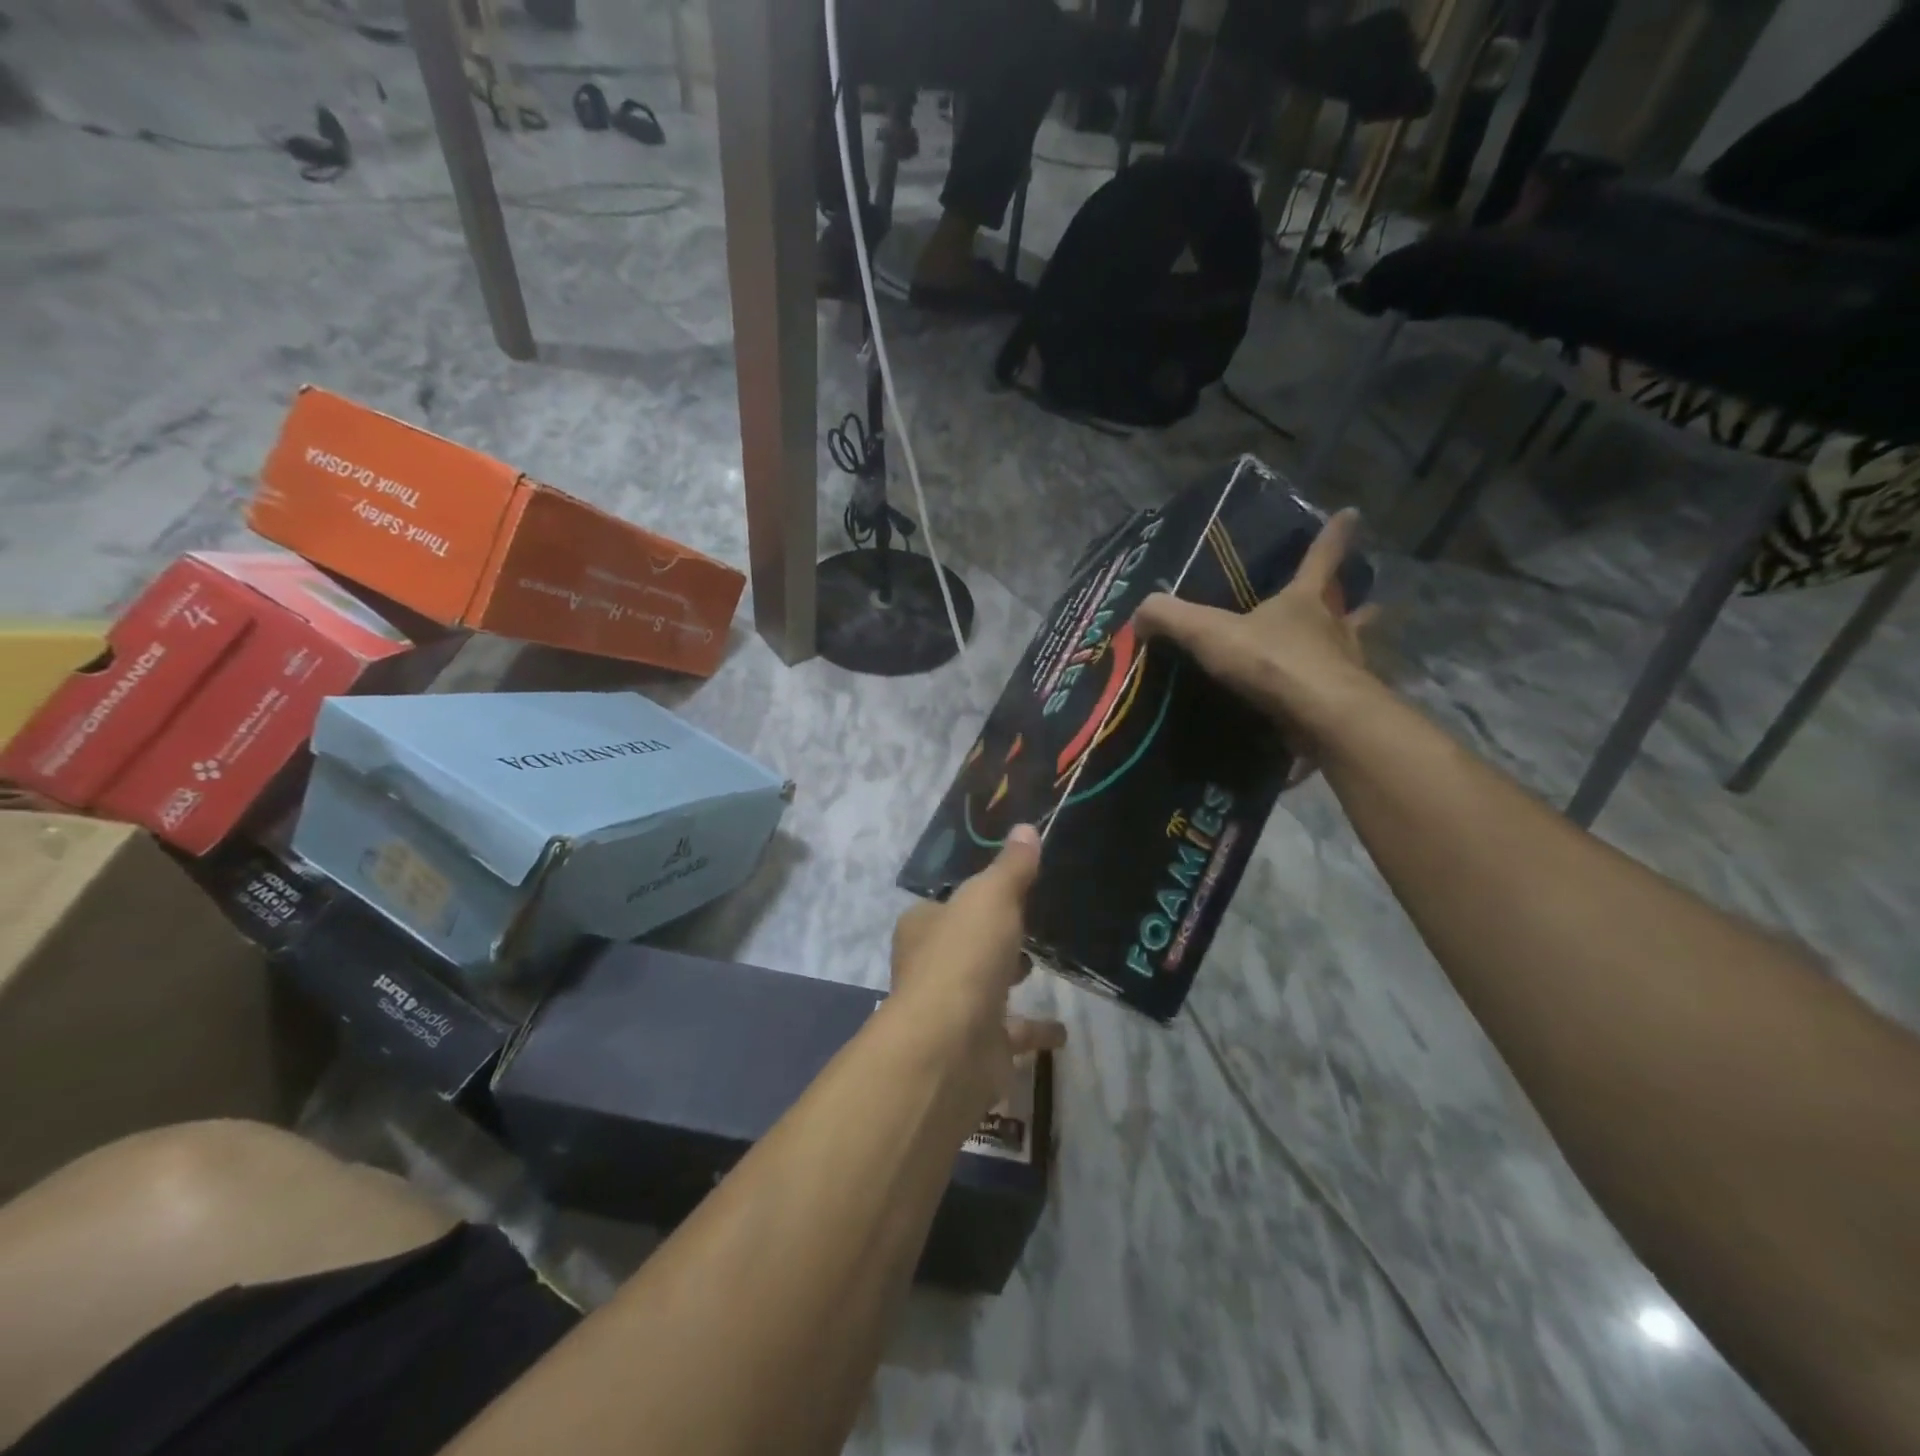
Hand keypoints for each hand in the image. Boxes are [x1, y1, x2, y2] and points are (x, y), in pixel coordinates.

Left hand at [891, 825, 1065, 1104]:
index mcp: (923, 927)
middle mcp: (930, 967)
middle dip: (992, 938)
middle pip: (965, 946)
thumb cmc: (963, 957)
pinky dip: (1034, 1031)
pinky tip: (1062, 1030)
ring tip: (1043, 966)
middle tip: (1030, 925)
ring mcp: (952, 1011)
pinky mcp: (977, 1048)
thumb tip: (1026, 829)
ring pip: (985, 988)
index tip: (1007, 890)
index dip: (974, 897)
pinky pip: (1011, 1034)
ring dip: (1008, 978)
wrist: (949, 1047)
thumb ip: (1011, 868)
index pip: (947, 904)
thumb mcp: (991, 898)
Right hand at [1133, 507, 1380, 755]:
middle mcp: (1333, 628)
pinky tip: (1315, 704)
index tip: (1352, 513)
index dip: (1334, 535)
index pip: (1320, 558)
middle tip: (1358, 601)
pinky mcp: (1345, 704)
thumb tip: (1140, 612)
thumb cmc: (1272, 662)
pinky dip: (1329, 693)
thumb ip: (1172, 618)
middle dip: (1351, 602)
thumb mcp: (1210, 633)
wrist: (1321, 717)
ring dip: (1349, 646)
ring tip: (1343, 650)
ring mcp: (1345, 666)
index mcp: (1304, 601)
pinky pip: (1336, 692)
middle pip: (1346, 606)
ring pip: (1352, 648)